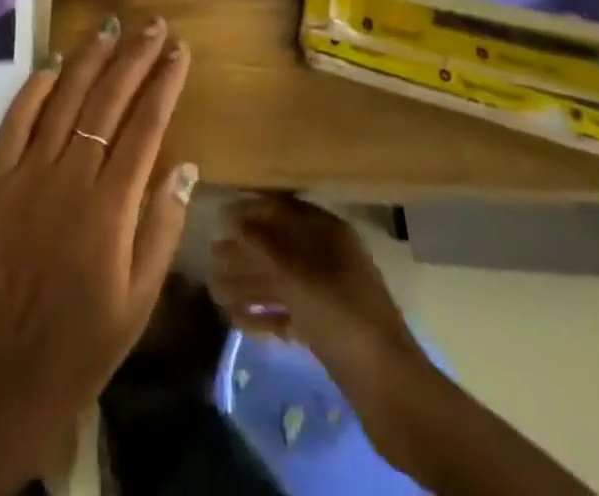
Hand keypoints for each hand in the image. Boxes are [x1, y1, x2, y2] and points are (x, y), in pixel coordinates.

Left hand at [0, 15, 195, 470]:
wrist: (4, 377)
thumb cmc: (83, 343)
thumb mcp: (139, 299)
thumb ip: (162, 226)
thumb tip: (185, 164)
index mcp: (111, 206)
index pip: (146, 125)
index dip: (165, 83)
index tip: (180, 51)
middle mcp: (70, 176)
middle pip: (108, 101)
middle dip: (135, 57)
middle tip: (155, 26)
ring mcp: (28, 173)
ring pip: (64, 100)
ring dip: (89, 59)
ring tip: (111, 27)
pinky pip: (15, 121)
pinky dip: (34, 89)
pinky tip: (53, 65)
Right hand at [209, 195, 420, 372]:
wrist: (388, 389)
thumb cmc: (340, 315)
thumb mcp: (297, 274)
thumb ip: (261, 243)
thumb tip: (229, 216)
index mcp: (328, 233)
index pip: (282, 210)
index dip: (251, 210)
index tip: (219, 215)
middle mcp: (328, 257)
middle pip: (278, 247)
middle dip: (244, 252)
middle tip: (210, 255)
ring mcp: (329, 294)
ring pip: (281, 281)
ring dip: (248, 284)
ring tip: (214, 290)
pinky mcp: (326, 328)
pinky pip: (289, 312)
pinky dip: (264, 314)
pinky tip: (236, 319)